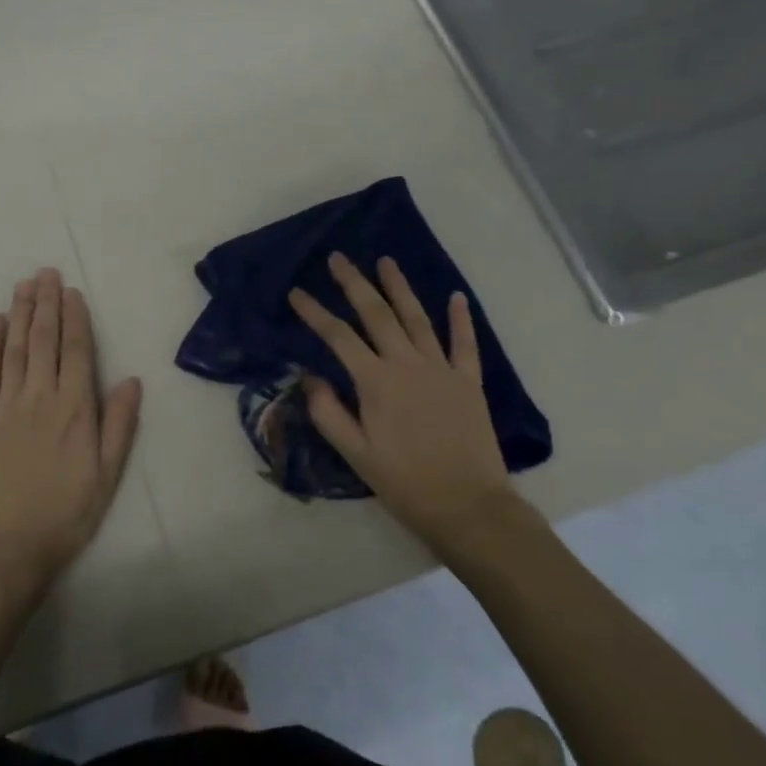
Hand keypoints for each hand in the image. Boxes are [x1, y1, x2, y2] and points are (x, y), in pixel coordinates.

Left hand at [0, 268, 141, 594]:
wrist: (7, 548)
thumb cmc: (65, 514)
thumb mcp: (107, 475)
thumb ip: (119, 424)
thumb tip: (130, 379)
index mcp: (74, 409)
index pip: (75, 351)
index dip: (75, 319)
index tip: (72, 292)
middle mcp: (40, 397)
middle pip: (43, 340)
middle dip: (46, 304)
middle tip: (46, 273)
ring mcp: (6, 406)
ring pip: (15, 349)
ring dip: (20, 313)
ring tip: (24, 285)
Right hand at [290, 254, 539, 557]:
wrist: (468, 507)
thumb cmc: (405, 483)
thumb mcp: (355, 454)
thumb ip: (329, 412)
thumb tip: (309, 376)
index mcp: (376, 382)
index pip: (338, 337)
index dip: (314, 312)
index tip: (296, 292)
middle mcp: (407, 364)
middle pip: (377, 314)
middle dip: (354, 283)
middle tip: (338, 258)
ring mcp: (441, 369)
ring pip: (417, 318)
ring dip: (399, 287)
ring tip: (385, 261)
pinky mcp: (468, 382)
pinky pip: (465, 343)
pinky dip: (461, 318)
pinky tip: (455, 296)